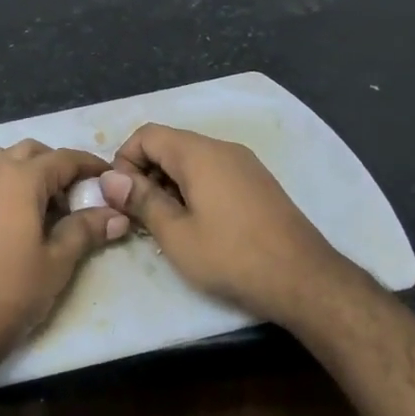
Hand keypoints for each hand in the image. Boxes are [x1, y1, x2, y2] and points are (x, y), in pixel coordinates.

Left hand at [0, 140, 129, 360]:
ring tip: (39, 203)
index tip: (109, 178)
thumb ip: (86, 229)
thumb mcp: (58, 261)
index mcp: (21, 178)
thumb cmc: (13, 289)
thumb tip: (117, 215)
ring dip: (21, 170)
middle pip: (29, 152)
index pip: (63, 158)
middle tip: (75, 195)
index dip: (90, 165)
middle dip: (55, 165)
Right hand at [101, 123, 368, 327]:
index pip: (146, 134)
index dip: (124, 161)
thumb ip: (141, 200)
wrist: (306, 280)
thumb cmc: (232, 257)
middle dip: (145, 174)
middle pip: (169, 145)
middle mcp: (222, 149)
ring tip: (166, 225)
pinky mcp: (258, 183)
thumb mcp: (176, 234)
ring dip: (168, 184)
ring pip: (191, 161)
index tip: (122, 198)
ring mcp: (245, 164)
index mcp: (199, 153)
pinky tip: (197, 226)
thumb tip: (109, 178)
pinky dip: (194, 190)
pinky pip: (213, 173)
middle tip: (139, 216)